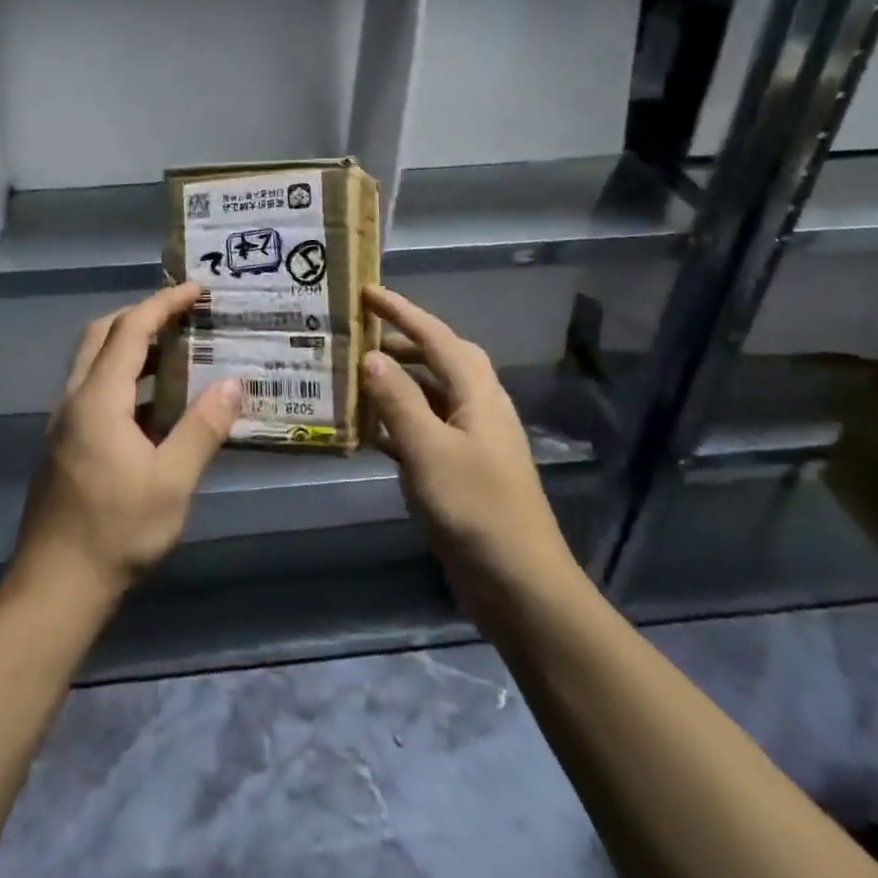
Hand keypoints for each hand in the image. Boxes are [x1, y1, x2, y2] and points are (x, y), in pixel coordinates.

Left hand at [11, 284, 240, 604]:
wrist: (54, 590)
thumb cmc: (116, 532)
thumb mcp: (172, 482)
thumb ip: (203, 428)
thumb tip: (234, 382)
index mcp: (98, 399)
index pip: (130, 330)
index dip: (163, 303)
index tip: (196, 290)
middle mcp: (75, 400)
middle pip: (103, 335)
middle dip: (142, 315)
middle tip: (184, 316)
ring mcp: (65, 423)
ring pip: (95, 363)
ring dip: (133, 348)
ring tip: (179, 354)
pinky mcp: (66, 445)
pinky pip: (96, 391)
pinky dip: (127, 379)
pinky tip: (159, 408)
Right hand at [360, 286, 581, 626]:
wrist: (519, 585)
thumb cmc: (476, 509)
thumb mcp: (429, 450)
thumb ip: (398, 401)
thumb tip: (370, 356)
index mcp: (478, 394)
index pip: (436, 337)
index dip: (402, 311)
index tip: (367, 291)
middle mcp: (478, 408)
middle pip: (440, 359)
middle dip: (403, 340)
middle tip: (361, 333)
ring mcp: (471, 441)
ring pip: (431, 395)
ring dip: (398, 381)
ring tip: (357, 375)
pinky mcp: (461, 470)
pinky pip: (425, 429)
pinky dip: (398, 421)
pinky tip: (368, 430)